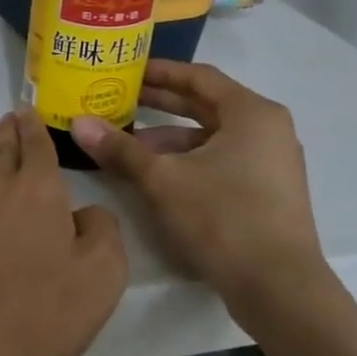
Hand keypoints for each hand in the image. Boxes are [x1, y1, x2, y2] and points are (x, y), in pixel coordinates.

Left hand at [0, 109, 128, 355]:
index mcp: (38, 189)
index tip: (29, 111)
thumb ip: (102, 233)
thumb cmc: (39, 310)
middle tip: (11, 118)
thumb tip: (87, 212)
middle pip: (0, 146)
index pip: (36, 144)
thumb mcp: (100, 277)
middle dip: (9, 129)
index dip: (35, 127)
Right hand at [71, 61, 325, 304]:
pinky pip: (219, 160)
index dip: (159, 71)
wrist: (278, 286)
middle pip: (205, 105)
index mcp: (251, 113)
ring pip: (210, 137)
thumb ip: (120, 149)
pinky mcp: (265, 192)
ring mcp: (269, 163)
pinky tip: (154, 175)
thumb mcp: (162, 179)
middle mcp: (266, 130)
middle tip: (117, 98)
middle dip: (160, 103)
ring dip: (168, 137)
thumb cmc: (223, 217)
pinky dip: (186, 160)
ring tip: (125, 143)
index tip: (125, 70)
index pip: (198, 77)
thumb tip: (78, 123)